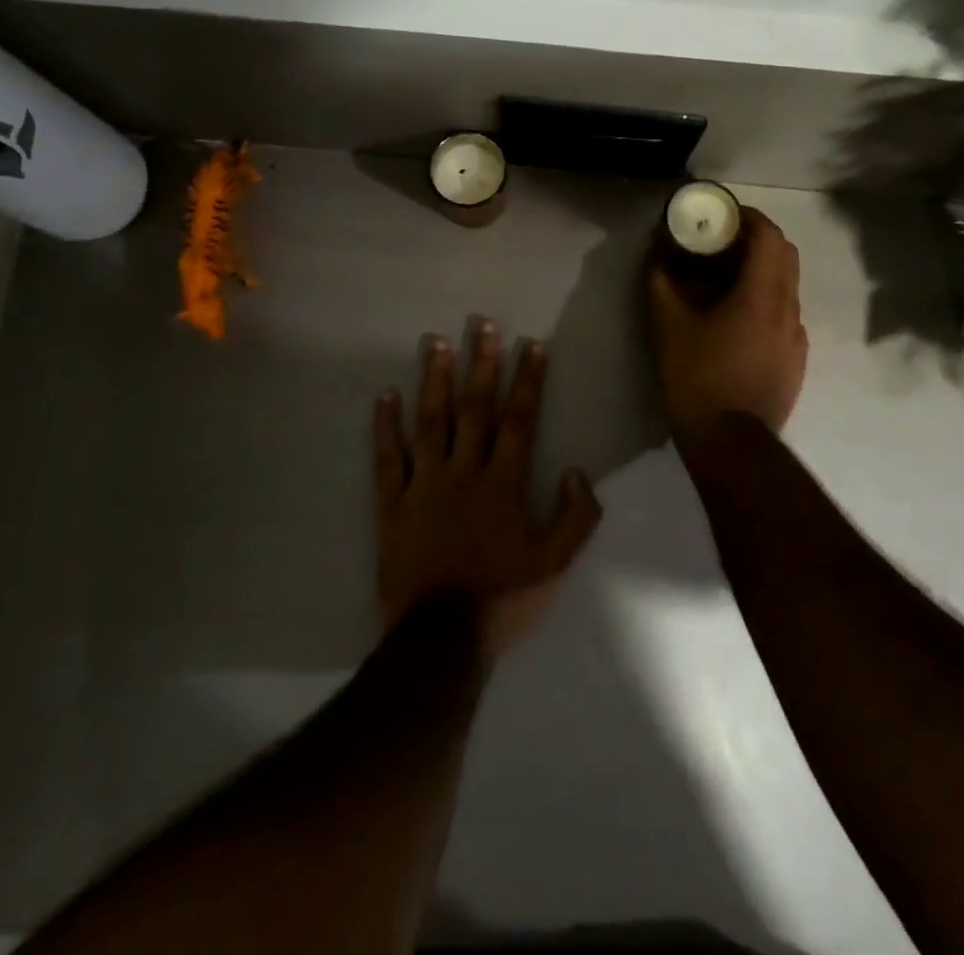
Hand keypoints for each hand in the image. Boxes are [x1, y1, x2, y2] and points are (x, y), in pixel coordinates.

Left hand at [375, 321, 600, 660]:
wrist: (439, 641)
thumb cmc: (502, 599)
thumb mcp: (555, 565)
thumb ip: (575, 517)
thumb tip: (578, 471)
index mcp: (503, 484)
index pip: (519, 420)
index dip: (527, 380)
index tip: (531, 344)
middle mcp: (463, 473)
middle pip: (474, 409)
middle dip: (481, 363)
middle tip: (482, 323)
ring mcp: (424, 485)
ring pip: (430, 423)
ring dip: (434, 380)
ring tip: (435, 342)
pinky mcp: (392, 505)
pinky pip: (387, 459)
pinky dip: (385, 427)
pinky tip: (385, 395)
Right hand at [648, 206, 807, 445]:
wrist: (730, 444)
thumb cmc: (697, 379)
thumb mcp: (667, 327)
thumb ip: (661, 282)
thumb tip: (657, 254)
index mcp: (763, 295)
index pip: (769, 235)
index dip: (747, 217)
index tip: (721, 215)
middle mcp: (789, 310)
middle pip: (785, 255)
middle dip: (756, 239)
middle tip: (721, 243)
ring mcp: (797, 337)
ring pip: (787, 286)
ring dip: (761, 271)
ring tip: (725, 281)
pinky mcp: (796, 361)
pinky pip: (785, 315)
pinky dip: (766, 301)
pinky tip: (737, 322)